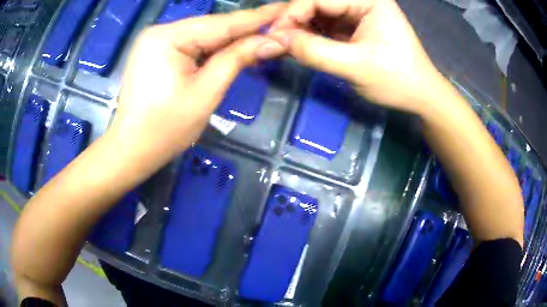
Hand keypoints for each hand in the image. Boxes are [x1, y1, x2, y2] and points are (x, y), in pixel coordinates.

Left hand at [110, 4, 286, 163]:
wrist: (132, 150)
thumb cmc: (165, 129)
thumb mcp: (206, 92)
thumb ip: (237, 59)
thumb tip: (274, 41)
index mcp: (167, 37)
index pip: (221, 23)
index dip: (257, 18)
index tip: (285, 10)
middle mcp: (160, 32)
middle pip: (212, 27)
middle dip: (246, 29)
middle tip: (280, 27)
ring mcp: (156, 42)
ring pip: (204, 36)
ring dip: (233, 40)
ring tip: (265, 37)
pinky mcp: (157, 53)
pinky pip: (192, 46)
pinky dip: (214, 49)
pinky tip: (236, 49)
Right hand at [269, 0, 448, 112]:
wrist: (420, 95)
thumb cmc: (397, 80)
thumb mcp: (356, 66)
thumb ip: (315, 51)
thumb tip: (277, 39)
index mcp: (368, 0)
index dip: (292, 13)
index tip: (275, 36)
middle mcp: (361, 1)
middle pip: (317, 3)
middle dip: (295, 21)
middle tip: (278, 42)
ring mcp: (357, 12)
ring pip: (318, 14)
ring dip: (301, 28)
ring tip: (287, 46)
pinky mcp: (354, 26)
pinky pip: (325, 25)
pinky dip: (311, 35)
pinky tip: (302, 46)